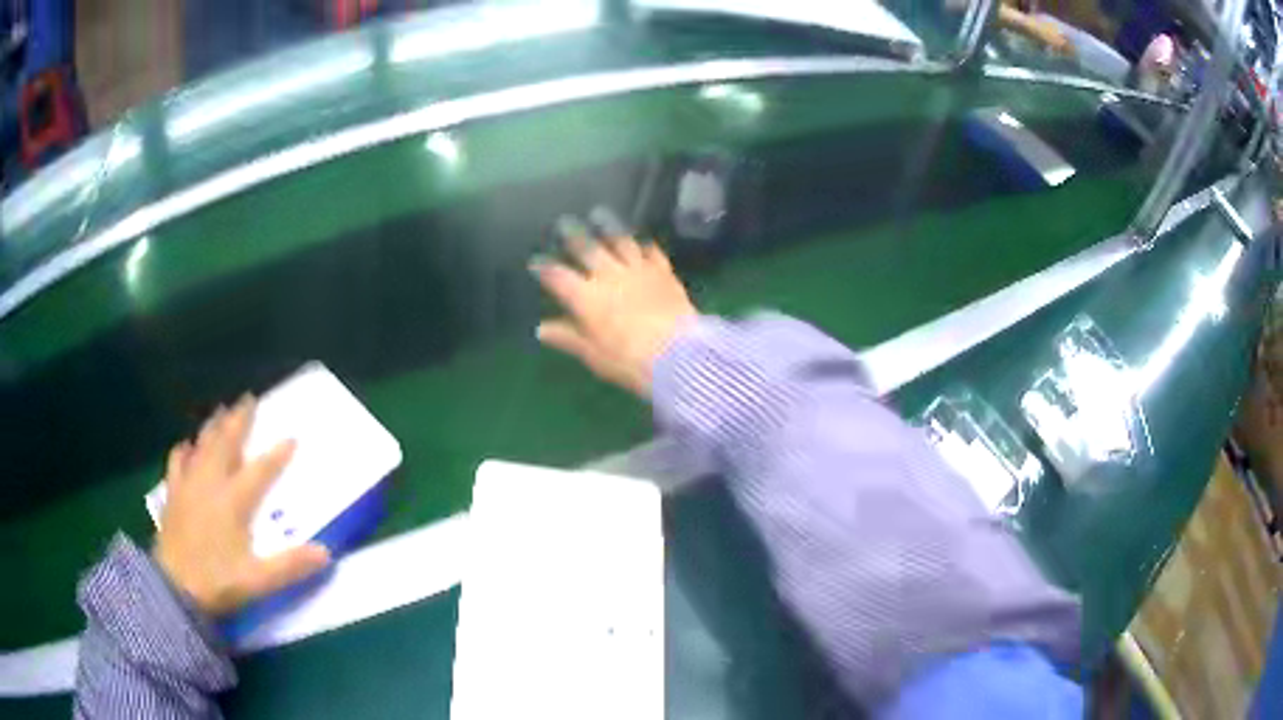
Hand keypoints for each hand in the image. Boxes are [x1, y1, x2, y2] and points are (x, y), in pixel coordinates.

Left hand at [154, 396, 330, 616]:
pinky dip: (184, 450)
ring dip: (213, 427)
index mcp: (233, 501)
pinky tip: (186, 446)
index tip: (291, 437)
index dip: (276, 455)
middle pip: (226, 444)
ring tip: (220, 412)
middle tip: (248, 399)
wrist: (173, 588)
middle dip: (238, 421)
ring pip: (202, 446)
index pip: (259, 471)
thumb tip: (326, 552)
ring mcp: (188, 486)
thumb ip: (290, 566)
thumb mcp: (258, 581)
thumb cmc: (217, 582)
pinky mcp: (173, 495)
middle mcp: (210, 484)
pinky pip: (177, 462)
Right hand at [533, 224, 697, 396]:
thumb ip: (567, 337)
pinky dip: (644, 245)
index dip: (544, 268)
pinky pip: (651, 252)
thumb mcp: (592, 354)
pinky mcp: (663, 272)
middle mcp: (609, 275)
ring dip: (608, 227)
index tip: (535, 261)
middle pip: (587, 249)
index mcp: (586, 297)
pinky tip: (642, 241)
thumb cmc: (628, 360)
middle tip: (564, 222)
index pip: (558, 276)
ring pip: (620, 241)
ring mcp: (638, 270)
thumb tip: (541, 329)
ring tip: (600, 215)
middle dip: (573, 235)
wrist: (677, 354)